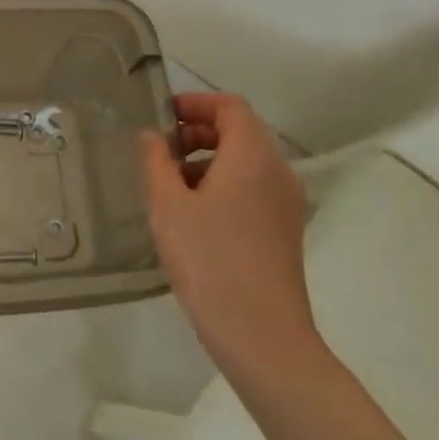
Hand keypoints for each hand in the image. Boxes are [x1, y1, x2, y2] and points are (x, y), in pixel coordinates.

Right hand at [137, 93, 322, 383]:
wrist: (261, 335)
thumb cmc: (208, 259)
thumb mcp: (167, 205)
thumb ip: (156, 161)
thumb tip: (152, 136)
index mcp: (253, 156)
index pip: (230, 106)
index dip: (195, 103)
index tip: (162, 116)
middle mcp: (277, 172)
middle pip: (241, 131)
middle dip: (199, 131)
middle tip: (161, 149)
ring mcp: (286, 204)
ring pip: (247, 162)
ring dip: (209, 159)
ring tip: (170, 184)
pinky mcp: (284, 231)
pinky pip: (253, 188)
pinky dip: (224, 184)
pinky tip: (193, 214)